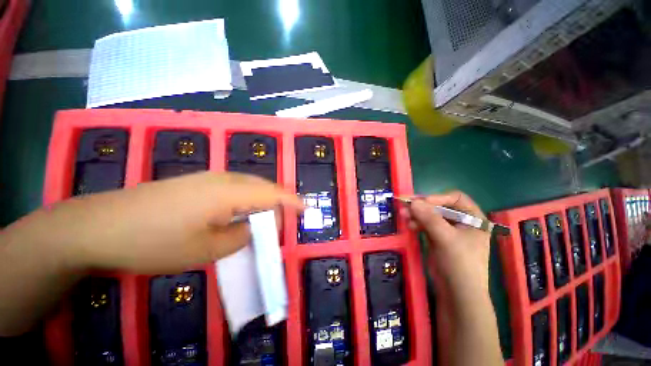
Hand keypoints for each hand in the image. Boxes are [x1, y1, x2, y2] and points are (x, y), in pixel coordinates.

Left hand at [21, 171, 302, 273]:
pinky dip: (246, 198)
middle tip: (284, 219)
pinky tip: (240, 211)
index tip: (306, 209)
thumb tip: (253, 227)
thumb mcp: (207, 250)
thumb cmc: (155, 241)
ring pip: (249, 185)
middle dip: (279, 201)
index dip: (292, 201)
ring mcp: (208, 177)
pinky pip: (234, 187)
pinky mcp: (196, 182)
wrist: (100, 225)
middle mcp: (223, 178)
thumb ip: (241, 236)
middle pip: (263, 186)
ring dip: (262, 200)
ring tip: (265, 217)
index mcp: (230, 192)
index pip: (273, 194)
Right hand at [400, 191, 490, 298]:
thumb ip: (429, 218)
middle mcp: (462, 222)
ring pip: (431, 215)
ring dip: (417, 214)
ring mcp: (449, 230)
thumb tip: (413, 202)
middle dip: (423, 206)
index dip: (439, 197)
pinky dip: (417, 223)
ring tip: (404, 215)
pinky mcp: (438, 238)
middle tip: (406, 205)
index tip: (422, 202)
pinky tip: (409, 225)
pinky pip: (426, 224)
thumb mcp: (446, 239)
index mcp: (474, 219)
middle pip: (441, 206)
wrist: (457, 294)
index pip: (456, 198)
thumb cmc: (460, 264)